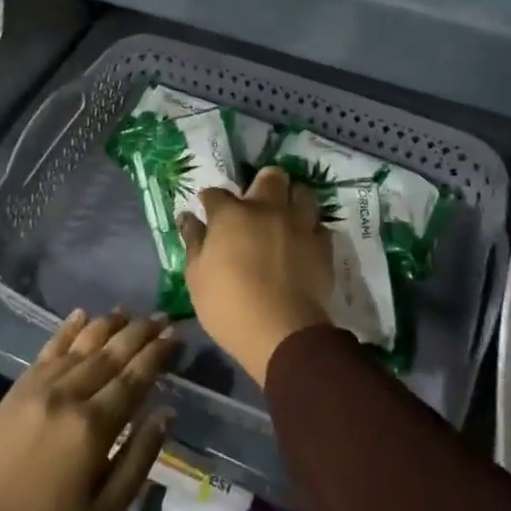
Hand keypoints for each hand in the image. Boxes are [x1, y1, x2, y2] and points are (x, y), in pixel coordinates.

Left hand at [0, 309, 175, 510]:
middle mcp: (68, 395)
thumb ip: (138, 459)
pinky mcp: (16, 390)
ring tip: (129, 312)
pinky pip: (48, 349)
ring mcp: (39, 388)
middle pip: (111, 353)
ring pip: (81, 344)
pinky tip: (81, 315)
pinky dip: (67, 329)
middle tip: (162, 317)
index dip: (157, 354)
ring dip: (108, 325)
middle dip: (139, 333)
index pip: (135, 378)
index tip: (176, 335)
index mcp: (93, 427)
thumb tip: (165, 413)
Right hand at [181, 165, 331, 385]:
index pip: (216, 193)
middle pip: (270, 176)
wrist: (283, 333)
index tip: (208, 208)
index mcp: (232, 215)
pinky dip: (311, 230)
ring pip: (302, 192)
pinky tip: (304, 242)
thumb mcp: (197, 277)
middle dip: (261, 184)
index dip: (210, 199)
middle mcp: (267, 209)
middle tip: (255, 203)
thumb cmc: (229, 306)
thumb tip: (187, 217)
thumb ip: (193, 242)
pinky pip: (319, 225)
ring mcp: (298, 224)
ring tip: (286, 216)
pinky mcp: (322, 245)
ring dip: (293, 200)